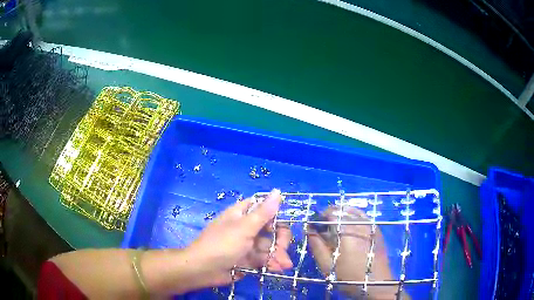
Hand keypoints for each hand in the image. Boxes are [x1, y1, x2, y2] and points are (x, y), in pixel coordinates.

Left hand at [188, 189, 292, 287]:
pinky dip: (271, 263)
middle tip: (283, 250)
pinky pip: (263, 259)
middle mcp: (245, 227)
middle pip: (270, 230)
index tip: (281, 226)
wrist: (203, 269)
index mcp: (242, 214)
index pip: (264, 208)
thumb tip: (278, 191)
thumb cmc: (222, 244)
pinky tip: (278, 269)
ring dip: (278, 255)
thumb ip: (263, 212)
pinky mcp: (247, 259)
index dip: (275, 215)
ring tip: (284, 266)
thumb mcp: (244, 227)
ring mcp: (246, 245)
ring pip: (268, 246)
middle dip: (280, 241)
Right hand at [308, 207, 397, 298]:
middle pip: (342, 210)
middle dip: (330, 216)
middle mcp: (360, 224)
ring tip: (335, 229)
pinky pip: (363, 217)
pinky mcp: (377, 230)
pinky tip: (349, 229)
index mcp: (347, 232)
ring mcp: (371, 226)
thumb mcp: (328, 266)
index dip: (320, 217)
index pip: (331, 213)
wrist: (376, 284)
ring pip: (353, 211)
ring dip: (341, 216)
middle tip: (323, 229)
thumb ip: (317, 247)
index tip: (313, 226)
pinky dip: (353, 218)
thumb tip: (309, 231)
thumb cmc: (349, 277)